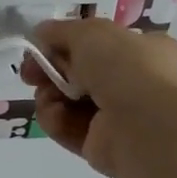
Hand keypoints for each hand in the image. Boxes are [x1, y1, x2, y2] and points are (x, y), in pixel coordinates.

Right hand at [22, 19, 176, 177]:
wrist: (146, 125)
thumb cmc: (126, 68)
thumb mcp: (89, 32)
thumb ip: (60, 31)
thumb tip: (40, 34)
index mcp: (145, 51)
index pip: (99, 44)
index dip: (65, 44)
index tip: (39, 46)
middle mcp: (135, 84)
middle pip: (78, 73)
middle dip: (49, 71)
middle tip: (30, 73)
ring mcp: (119, 117)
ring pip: (68, 101)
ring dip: (49, 95)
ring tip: (47, 96)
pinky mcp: (102, 146)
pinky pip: (69, 128)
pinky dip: (56, 120)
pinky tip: (54, 114)